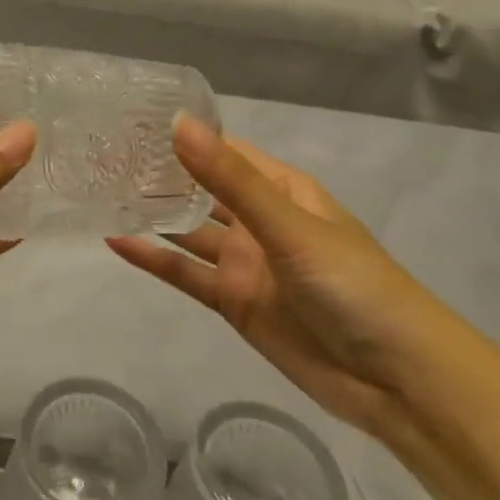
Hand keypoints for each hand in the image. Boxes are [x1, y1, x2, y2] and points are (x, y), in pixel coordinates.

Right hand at [107, 116, 457, 433]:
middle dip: (161, 173)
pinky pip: (186, 274)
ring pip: (189, 230)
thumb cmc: (353, 285)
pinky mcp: (235, 302)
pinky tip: (116, 241)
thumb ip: (229, 179)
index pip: (225, 150)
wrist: (398, 381)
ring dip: (153, 214)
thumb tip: (177, 123)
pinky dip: (154, 259)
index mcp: (282, 190)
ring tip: (102, 191)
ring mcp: (246, 263)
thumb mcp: (289, 225)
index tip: (133, 118)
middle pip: (202, 189)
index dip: (185, 134)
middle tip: (104, 154)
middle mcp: (260, 220)